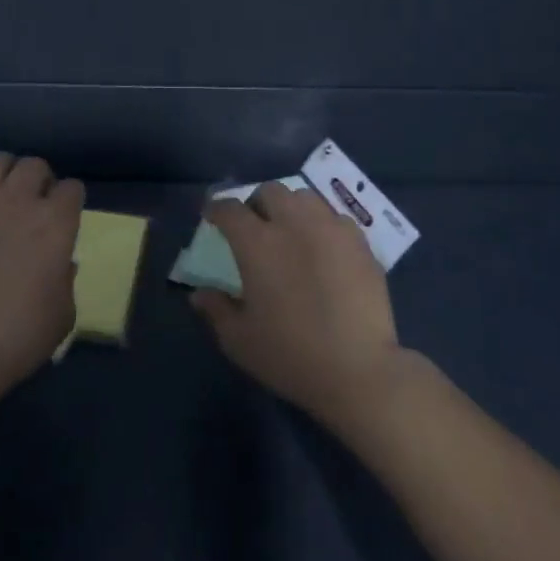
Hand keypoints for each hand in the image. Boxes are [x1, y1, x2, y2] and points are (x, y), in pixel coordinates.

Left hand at [0, 152, 83, 394]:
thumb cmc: (16, 337)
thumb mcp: (62, 316)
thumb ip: (65, 281)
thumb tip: (60, 264)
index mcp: (55, 223)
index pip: (72, 188)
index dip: (70, 201)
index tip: (66, 216)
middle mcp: (17, 202)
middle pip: (34, 165)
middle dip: (39, 179)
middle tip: (34, 203)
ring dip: (2, 174)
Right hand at [190, 182, 405, 428]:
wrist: (358, 370)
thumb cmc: (290, 355)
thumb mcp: (240, 340)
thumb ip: (217, 309)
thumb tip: (199, 293)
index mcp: (258, 243)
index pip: (230, 209)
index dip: (217, 208)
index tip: (212, 216)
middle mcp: (294, 224)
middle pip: (270, 191)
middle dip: (256, 202)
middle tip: (254, 225)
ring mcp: (331, 229)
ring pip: (305, 197)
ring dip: (290, 208)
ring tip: (290, 230)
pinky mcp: (360, 243)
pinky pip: (335, 218)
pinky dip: (322, 225)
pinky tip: (323, 248)